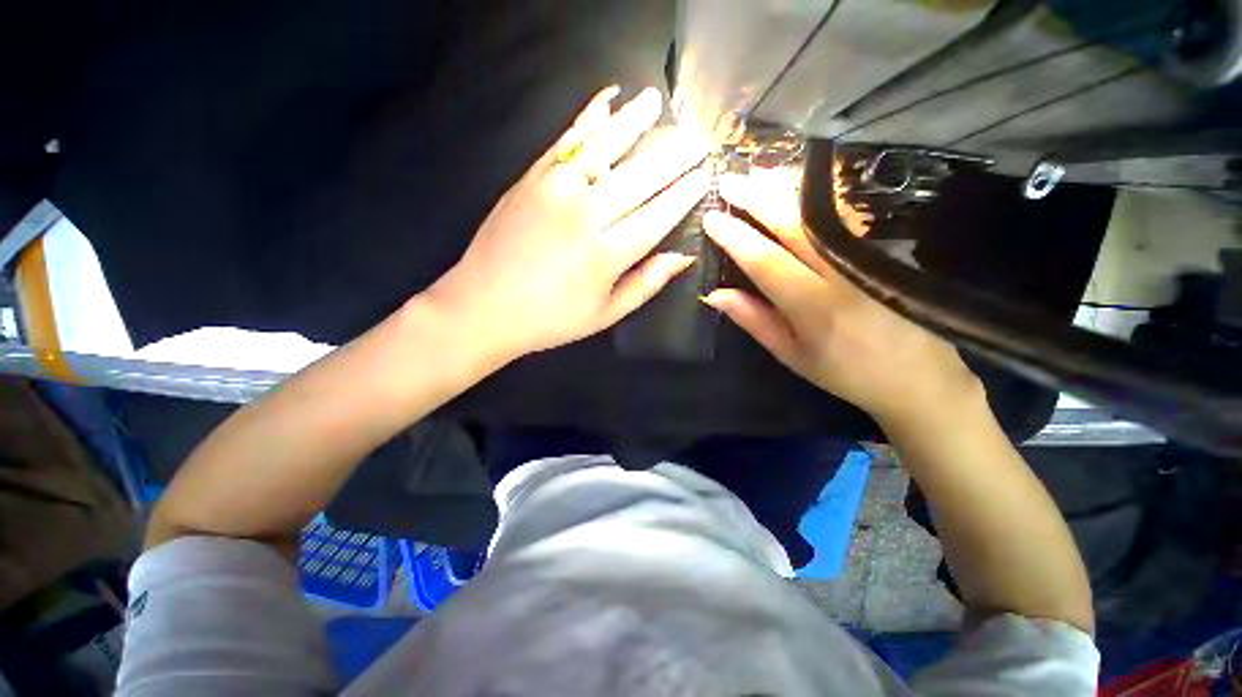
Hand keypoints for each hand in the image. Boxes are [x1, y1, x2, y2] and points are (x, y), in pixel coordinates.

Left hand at [425, 86, 710, 362]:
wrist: (484, 306)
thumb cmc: (551, 319)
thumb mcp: (605, 314)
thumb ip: (646, 284)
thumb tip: (683, 257)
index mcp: (608, 254)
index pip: (659, 214)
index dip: (685, 193)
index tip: (705, 174)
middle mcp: (587, 214)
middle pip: (641, 175)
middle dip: (674, 154)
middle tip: (697, 138)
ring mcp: (556, 189)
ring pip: (605, 147)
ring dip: (634, 122)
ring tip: (656, 101)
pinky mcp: (531, 178)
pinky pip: (567, 141)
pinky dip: (588, 118)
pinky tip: (605, 100)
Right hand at [701, 168, 981, 429]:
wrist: (920, 378)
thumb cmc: (845, 372)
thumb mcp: (791, 355)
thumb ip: (754, 320)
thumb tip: (715, 294)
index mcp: (813, 307)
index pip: (765, 260)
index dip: (736, 236)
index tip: (712, 218)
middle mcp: (843, 274)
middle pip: (795, 224)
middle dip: (758, 198)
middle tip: (730, 180)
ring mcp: (870, 257)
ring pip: (823, 211)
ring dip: (788, 188)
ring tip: (759, 173)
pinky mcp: (888, 250)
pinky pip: (847, 214)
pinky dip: (819, 197)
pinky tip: (800, 186)